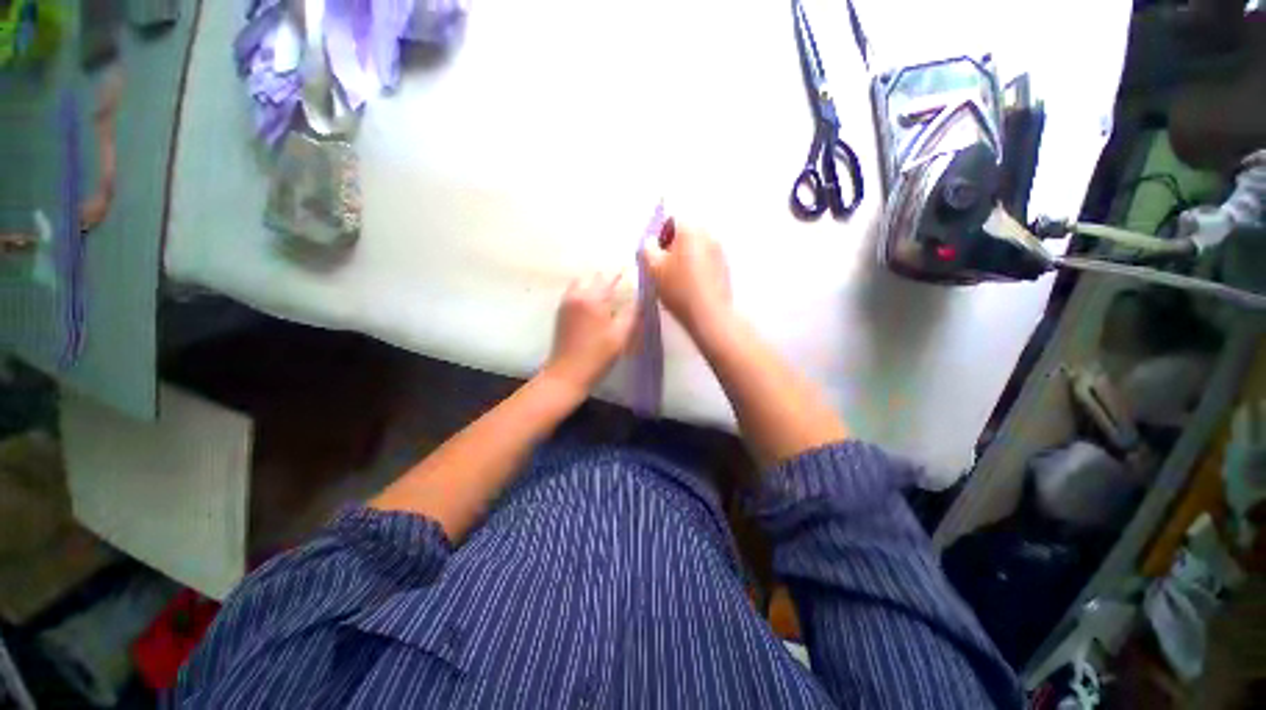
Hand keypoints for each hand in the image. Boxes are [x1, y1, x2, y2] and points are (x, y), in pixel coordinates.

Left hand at [544, 272, 636, 393]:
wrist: (567, 374)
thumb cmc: (597, 355)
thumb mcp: (621, 335)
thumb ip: (632, 312)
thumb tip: (639, 297)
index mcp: (592, 298)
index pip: (609, 279)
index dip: (621, 275)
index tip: (631, 273)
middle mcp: (576, 295)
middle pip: (593, 278)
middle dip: (607, 279)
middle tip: (621, 287)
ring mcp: (565, 303)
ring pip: (581, 284)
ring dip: (594, 285)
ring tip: (608, 295)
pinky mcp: (560, 313)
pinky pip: (574, 293)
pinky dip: (585, 293)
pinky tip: (594, 306)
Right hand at [639, 219, 731, 334]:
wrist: (709, 314)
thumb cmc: (679, 289)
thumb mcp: (653, 269)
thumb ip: (647, 250)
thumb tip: (650, 243)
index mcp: (691, 229)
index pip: (671, 221)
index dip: (659, 236)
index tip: (654, 255)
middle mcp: (709, 234)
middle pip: (685, 234)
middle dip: (672, 247)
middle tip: (663, 267)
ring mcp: (720, 251)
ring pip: (696, 248)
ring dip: (685, 258)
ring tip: (676, 279)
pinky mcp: (725, 268)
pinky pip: (705, 261)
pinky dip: (696, 268)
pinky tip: (690, 286)